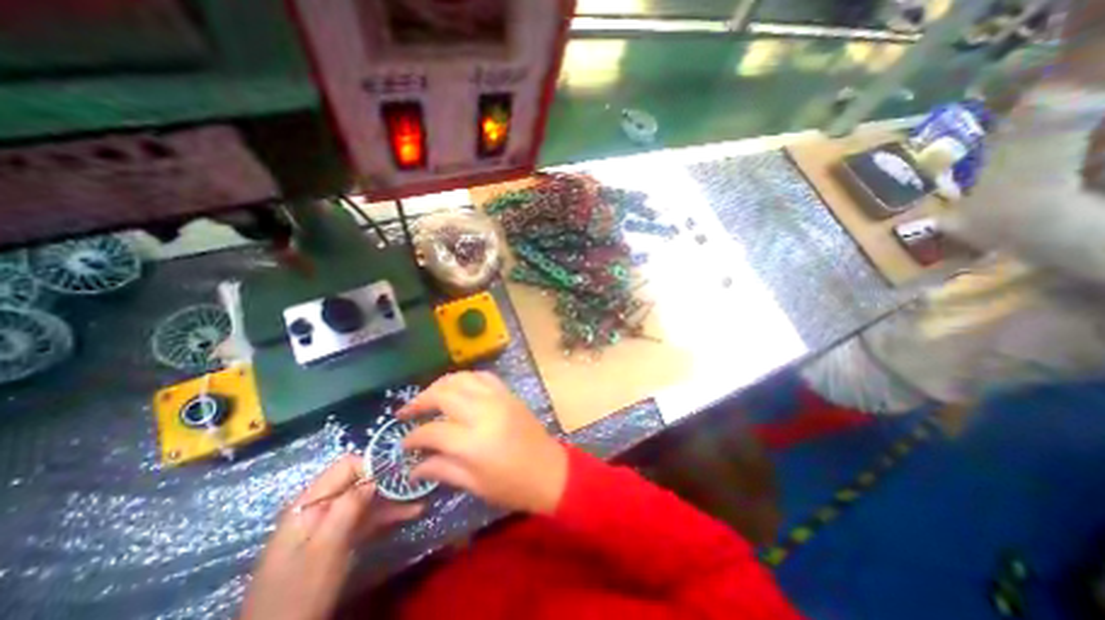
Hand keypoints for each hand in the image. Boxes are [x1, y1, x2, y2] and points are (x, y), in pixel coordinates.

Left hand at [238, 455, 424, 619]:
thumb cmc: (300, 591)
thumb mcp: (325, 548)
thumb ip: (348, 507)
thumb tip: (375, 476)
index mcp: (309, 504)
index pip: (346, 467)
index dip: (373, 464)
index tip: (399, 470)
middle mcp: (321, 508)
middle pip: (359, 482)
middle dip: (389, 481)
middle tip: (418, 481)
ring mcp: (331, 525)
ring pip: (367, 501)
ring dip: (394, 499)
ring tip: (422, 496)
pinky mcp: (339, 541)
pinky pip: (366, 520)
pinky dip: (387, 516)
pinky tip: (412, 512)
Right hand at [400, 374, 569, 513]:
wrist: (549, 471)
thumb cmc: (512, 486)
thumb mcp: (474, 484)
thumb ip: (442, 469)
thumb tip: (413, 467)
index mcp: (472, 441)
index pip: (432, 430)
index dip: (413, 436)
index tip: (403, 443)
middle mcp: (483, 412)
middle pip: (443, 394)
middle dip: (420, 401)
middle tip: (406, 412)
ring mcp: (498, 398)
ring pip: (462, 379)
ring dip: (440, 384)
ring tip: (428, 396)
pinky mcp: (508, 394)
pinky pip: (483, 377)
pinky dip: (466, 378)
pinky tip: (457, 388)